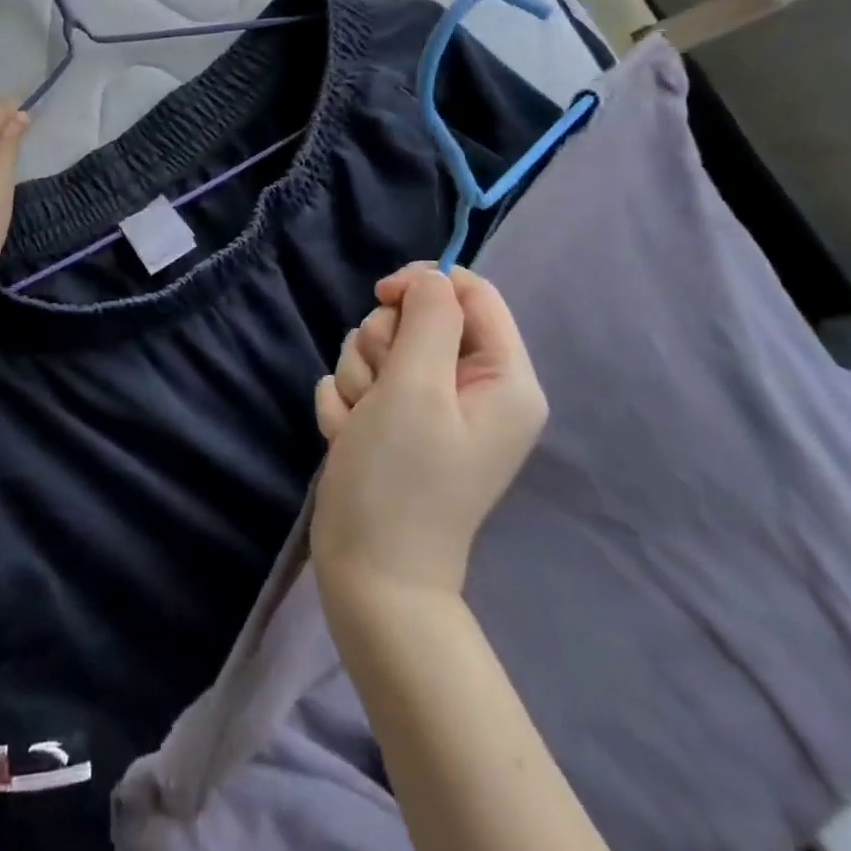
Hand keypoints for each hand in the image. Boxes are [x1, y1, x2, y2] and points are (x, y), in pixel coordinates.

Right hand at [312, 264, 547, 604]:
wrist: (368, 573)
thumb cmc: (400, 478)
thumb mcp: (417, 386)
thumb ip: (430, 317)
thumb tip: (431, 278)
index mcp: (504, 379)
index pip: (471, 292)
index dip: (424, 284)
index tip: (382, 296)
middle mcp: (473, 388)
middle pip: (418, 318)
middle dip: (382, 345)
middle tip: (379, 390)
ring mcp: (431, 408)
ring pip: (381, 347)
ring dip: (358, 378)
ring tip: (360, 424)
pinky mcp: (395, 422)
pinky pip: (361, 380)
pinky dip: (347, 404)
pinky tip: (348, 438)